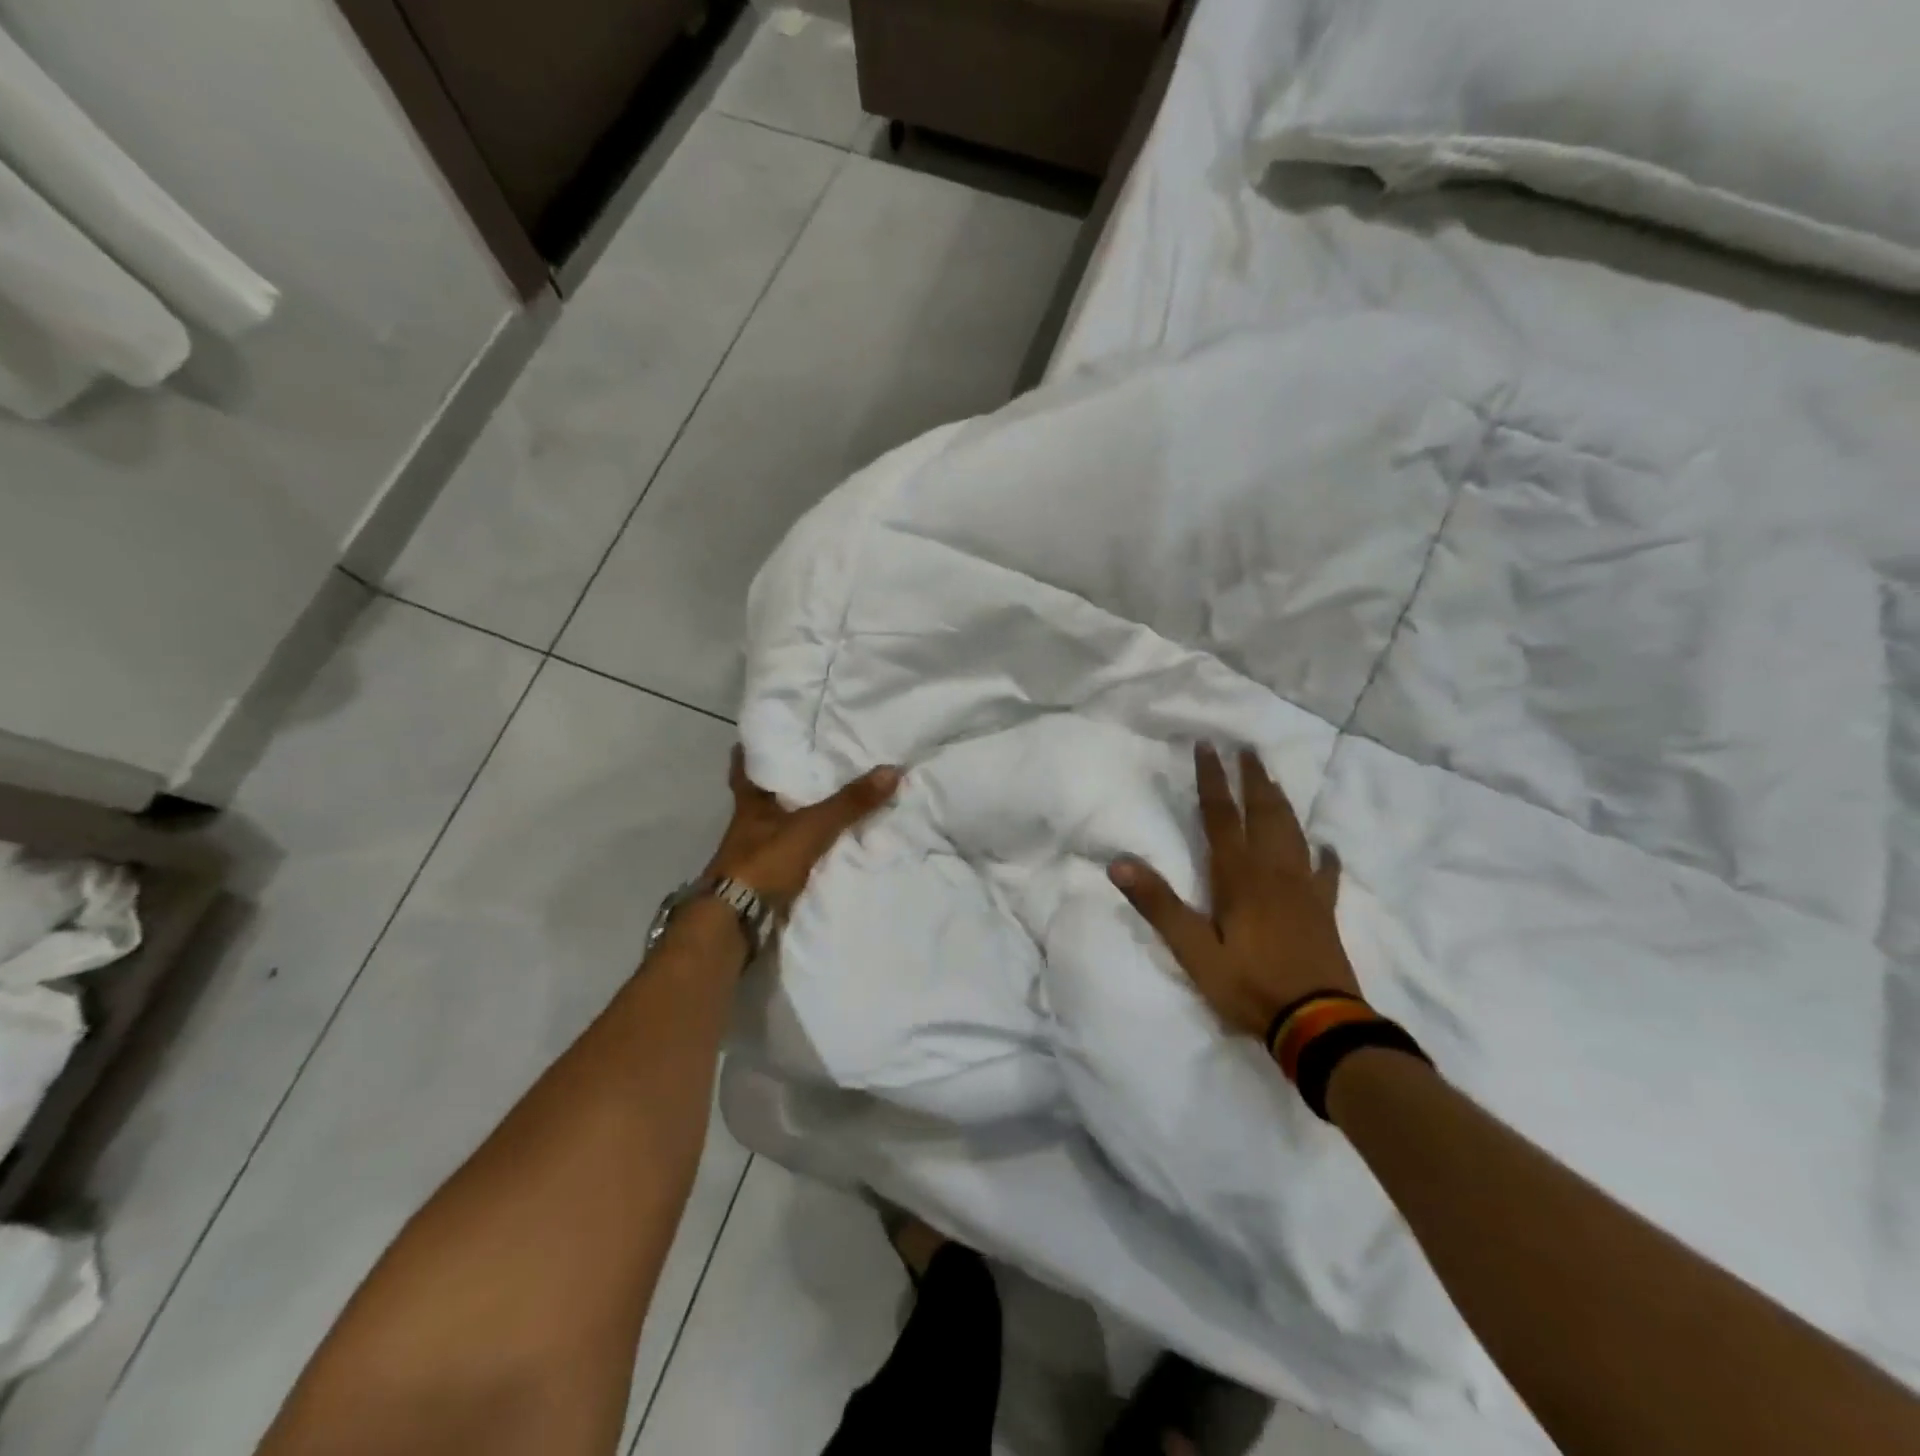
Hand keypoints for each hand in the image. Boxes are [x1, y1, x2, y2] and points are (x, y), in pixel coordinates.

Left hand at [704, 748, 900, 914]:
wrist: (737, 922)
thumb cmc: (765, 862)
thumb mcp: (812, 827)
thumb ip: (849, 803)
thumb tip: (892, 769)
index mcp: (751, 803)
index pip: (745, 768)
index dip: (752, 752)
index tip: (768, 736)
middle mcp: (749, 825)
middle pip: (765, 797)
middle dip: (786, 785)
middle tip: (814, 766)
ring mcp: (756, 855)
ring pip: (778, 827)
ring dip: (798, 818)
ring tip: (830, 803)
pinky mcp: (766, 880)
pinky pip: (790, 856)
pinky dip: (806, 850)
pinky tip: (827, 847)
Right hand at [1109, 743, 1356, 1040]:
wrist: (1318, 1023)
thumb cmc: (1249, 984)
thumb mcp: (1193, 950)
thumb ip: (1159, 905)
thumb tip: (1119, 863)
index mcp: (1238, 876)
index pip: (1220, 816)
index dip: (1212, 780)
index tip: (1208, 746)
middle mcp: (1273, 871)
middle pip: (1263, 814)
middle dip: (1252, 779)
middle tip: (1248, 749)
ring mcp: (1304, 889)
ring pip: (1292, 833)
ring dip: (1281, 803)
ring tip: (1273, 781)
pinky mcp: (1324, 911)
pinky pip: (1327, 874)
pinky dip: (1326, 856)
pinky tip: (1327, 846)